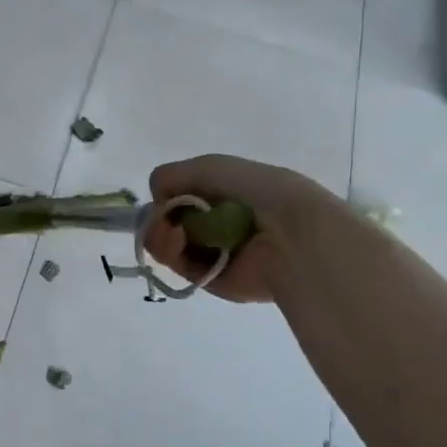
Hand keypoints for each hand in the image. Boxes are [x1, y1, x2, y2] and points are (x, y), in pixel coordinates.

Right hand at [143, 155, 337, 303]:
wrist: (290, 232)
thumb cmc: (255, 192)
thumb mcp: (209, 167)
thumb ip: (171, 176)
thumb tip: (156, 200)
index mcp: (221, 195)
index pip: (178, 197)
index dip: (165, 197)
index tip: (162, 196)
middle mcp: (214, 223)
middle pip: (168, 223)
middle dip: (158, 220)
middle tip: (164, 222)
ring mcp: (212, 252)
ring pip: (167, 246)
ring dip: (160, 236)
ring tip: (174, 234)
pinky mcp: (210, 279)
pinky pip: (178, 268)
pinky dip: (171, 254)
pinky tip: (178, 243)